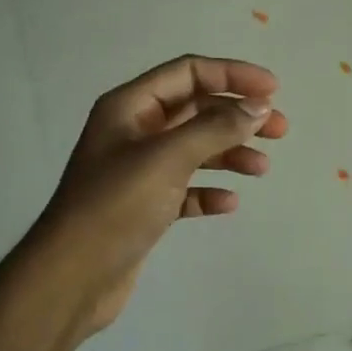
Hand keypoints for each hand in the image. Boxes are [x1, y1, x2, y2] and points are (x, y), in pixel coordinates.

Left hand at [33, 55, 288, 339]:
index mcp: (130, 107)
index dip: (232, 75)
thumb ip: (215, 128)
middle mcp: (133, 132)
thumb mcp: (167, 158)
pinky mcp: (144, 207)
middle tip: (279, 130)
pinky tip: (228, 203)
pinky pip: (185, 188)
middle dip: (237, 116)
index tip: (274, 90)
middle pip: (195, 109)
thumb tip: (259, 107)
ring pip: (194, 149)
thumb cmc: (116, 206)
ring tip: (261, 169)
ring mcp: (138, 171)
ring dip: (229, 153)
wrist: (72, 277)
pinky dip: (209, 191)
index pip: (188, 73)